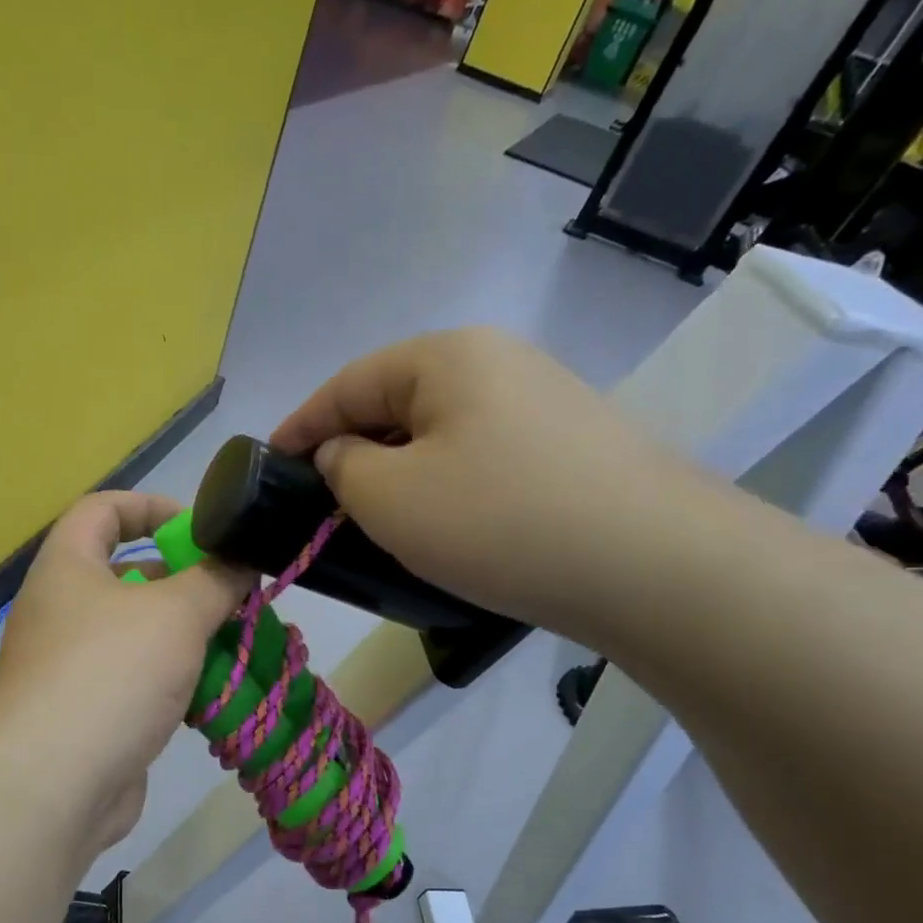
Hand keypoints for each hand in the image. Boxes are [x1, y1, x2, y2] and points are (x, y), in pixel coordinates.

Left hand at [0, 491, 252, 853]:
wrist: (52, 784)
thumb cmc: (109, 673)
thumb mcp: (175, 613)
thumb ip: (216, 578)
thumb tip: (242, 558)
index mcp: (68, 566)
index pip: (103, 509)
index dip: (151, 506)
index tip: (201, 526)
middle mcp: (65, 609)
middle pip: (130, 574)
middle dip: (185, 580)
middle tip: (235, 593)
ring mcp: (75, 664)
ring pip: (142, 633)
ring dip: (188, 635)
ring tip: (238, 640)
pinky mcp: (92, 711)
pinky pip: (141, 679)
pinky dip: (176, 679)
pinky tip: (215, 691)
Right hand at [271, 328, 706, 638]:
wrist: (655, 566)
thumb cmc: (499, 521)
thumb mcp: (389, 497)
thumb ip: (343, 466)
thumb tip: (345, 453)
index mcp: (447, 356)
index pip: (348, 384)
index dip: (301, 426)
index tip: (268, 464)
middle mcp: (498, 362)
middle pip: (396, 403)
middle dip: (352, 450)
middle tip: (321, 503)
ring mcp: (543, 402)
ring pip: (441, 433)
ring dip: (400, 473)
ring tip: (377, 521)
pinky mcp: (572, 447)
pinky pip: (482, 457)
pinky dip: (447, 485)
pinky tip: (445, 526)